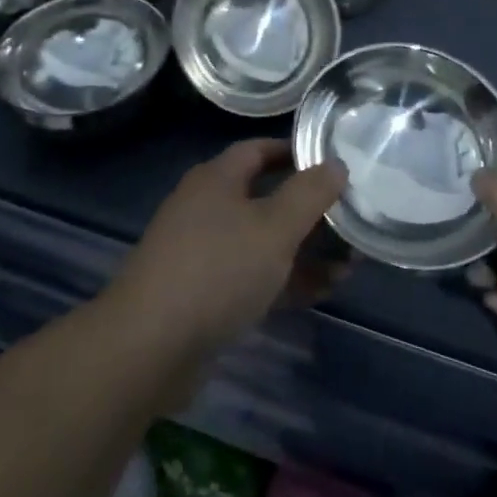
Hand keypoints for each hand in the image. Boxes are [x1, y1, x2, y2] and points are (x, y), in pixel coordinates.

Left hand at [109, 139, 346, 356]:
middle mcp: (206, 207)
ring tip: (349, 263)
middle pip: (265, 197)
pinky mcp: (201, 294)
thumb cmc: (217, 270)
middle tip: (349, 220)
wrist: (148, 347)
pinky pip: (251, 276)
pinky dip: (283, 280)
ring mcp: (201, 252)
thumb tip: (336, 164)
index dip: (296, 153)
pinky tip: (319, 292)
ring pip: (262, 241)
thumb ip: (310, 194)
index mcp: (217, 178)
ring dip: (303, 251)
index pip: (260, 149)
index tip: (332, 164)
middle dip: (308, 210)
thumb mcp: (275, 227)